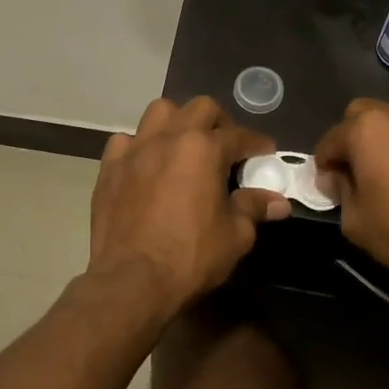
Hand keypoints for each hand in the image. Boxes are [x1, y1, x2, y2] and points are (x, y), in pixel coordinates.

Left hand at [89, 97, 289, 317]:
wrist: (132, 280)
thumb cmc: (191, 256)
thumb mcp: (235, 235)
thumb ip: (254, 209)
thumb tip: (278, 202)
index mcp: (204, 149)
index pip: (238, 135)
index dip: (256, 144)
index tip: (265, 153)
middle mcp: (169, 138)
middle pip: (199, 108)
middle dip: (219, 122)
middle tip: (226, 147)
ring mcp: (135, 149)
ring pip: (159, 112)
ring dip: (177, 122)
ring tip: (184, 146)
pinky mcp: (109, 167)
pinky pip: (126, 141)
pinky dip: (139, 146)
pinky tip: (146, 165)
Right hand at [313, 100, 388, 296]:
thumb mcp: (357, 223)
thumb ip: (340, 193)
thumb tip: (338, 179)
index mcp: (367, 130)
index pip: (330, 141)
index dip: (323, 166)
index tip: (328, 188)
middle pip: (362, 116)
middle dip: (352, 139)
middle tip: (357, 173)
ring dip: (386, 140)